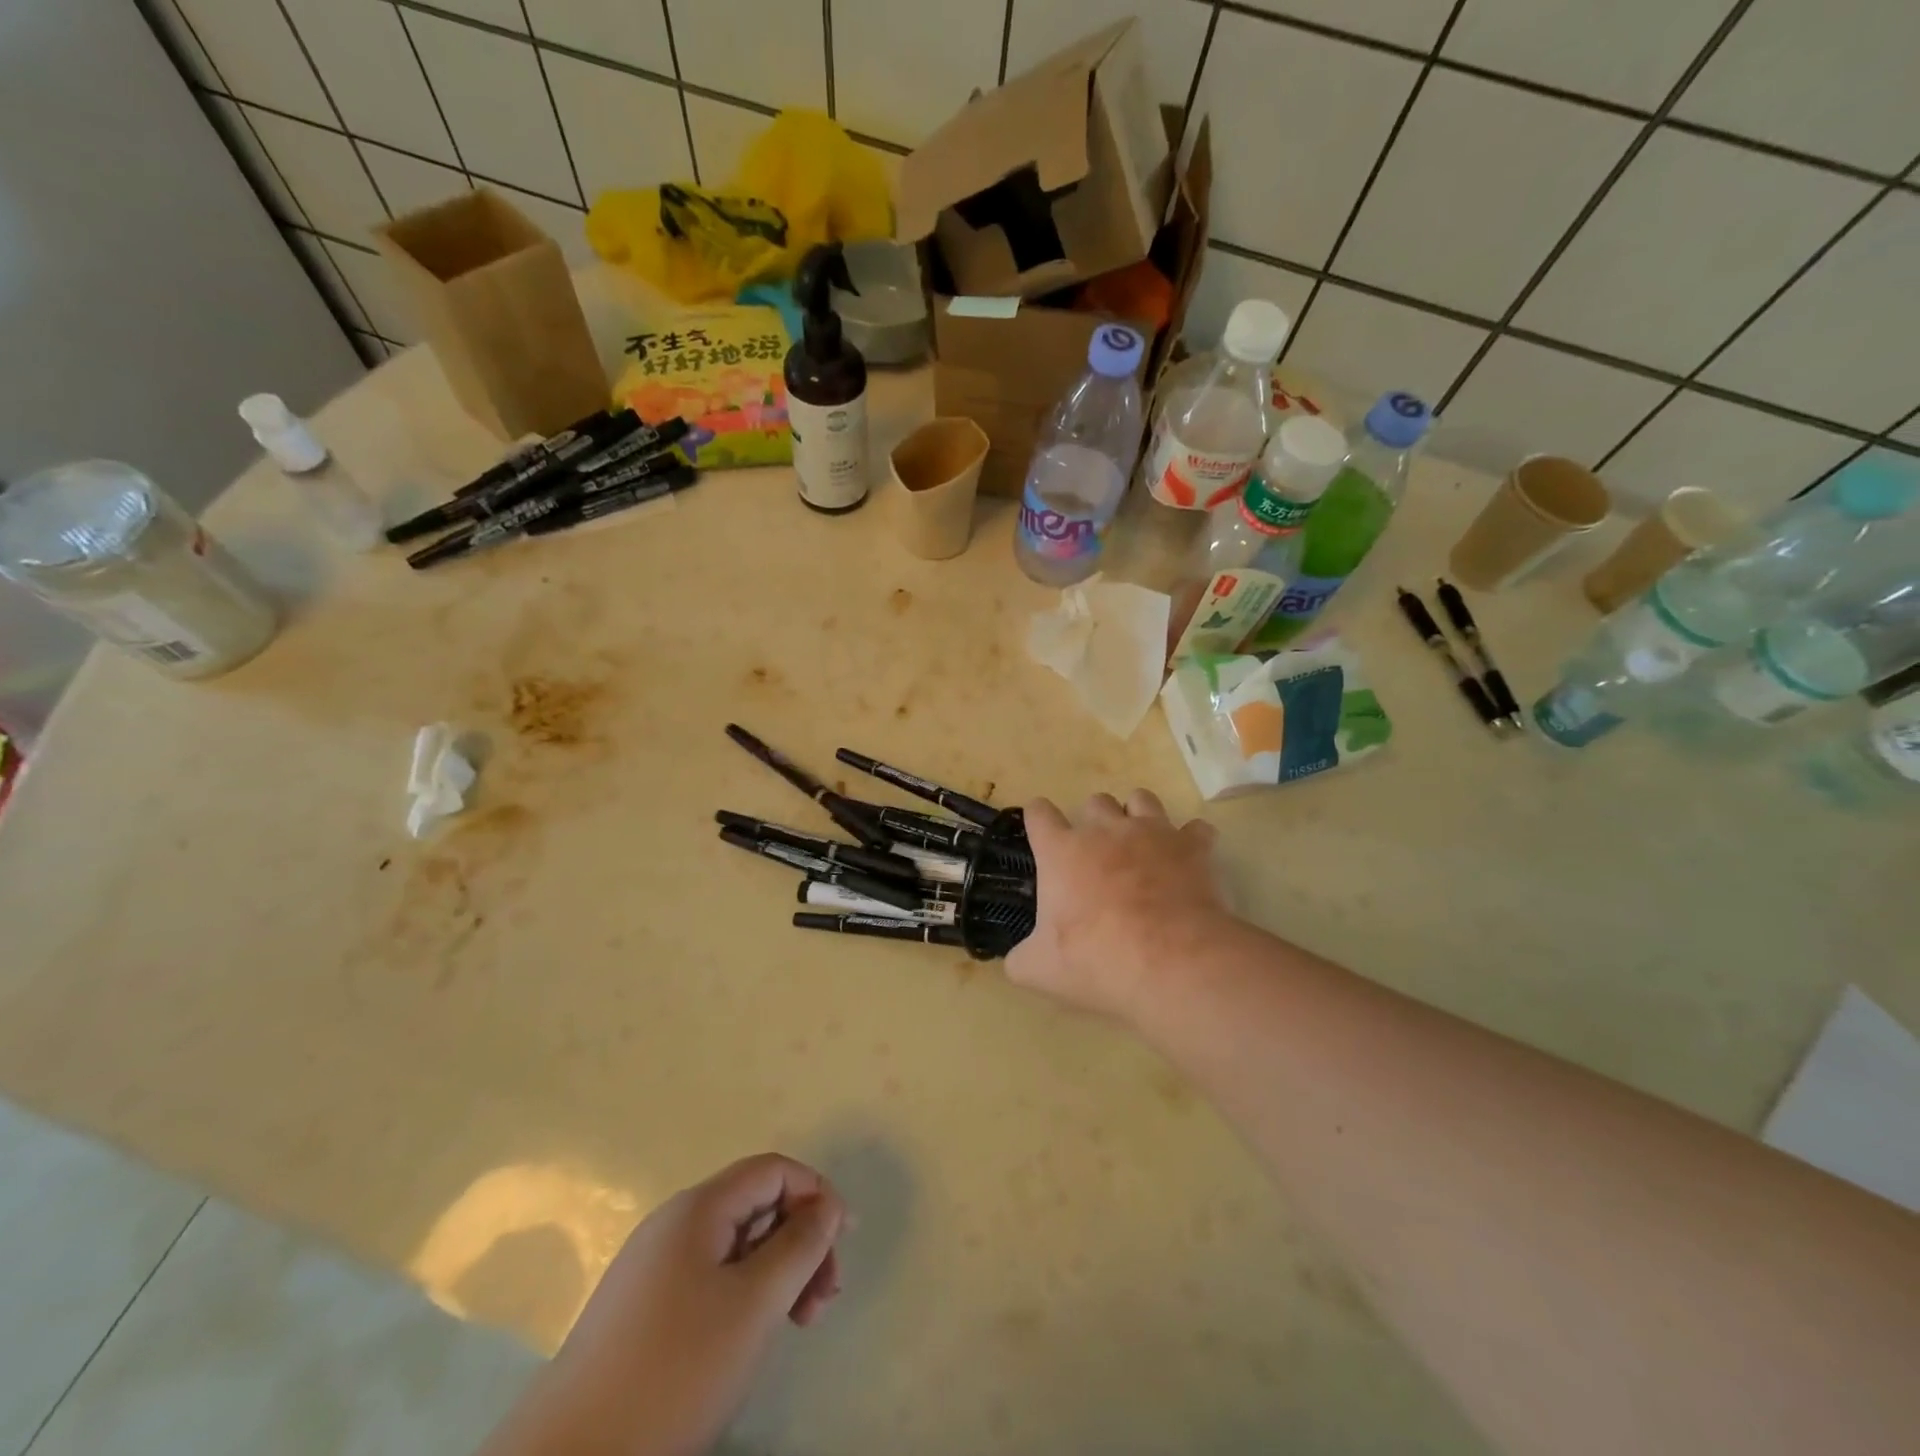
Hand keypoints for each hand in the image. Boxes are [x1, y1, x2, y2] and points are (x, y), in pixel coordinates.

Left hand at [487, 1154, 844, 1455]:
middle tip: (824, 1299)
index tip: (845, 1242)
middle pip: (756, 1206)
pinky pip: (711, 1278)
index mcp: (698, 1208)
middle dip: (800, 1241)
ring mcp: (653, 1267)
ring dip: (778, 1272)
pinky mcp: (642, 1310)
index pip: (772, 1170)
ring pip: (736, 1246)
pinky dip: (746, 1295)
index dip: (816, 1193)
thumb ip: (800, 1245)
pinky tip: (755, 1337)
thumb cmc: (674, 1372)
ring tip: (800, 1323)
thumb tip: (827, 1205)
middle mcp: (674, 1224)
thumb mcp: (754, 1304)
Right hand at [1007, 790, 1228, 1022]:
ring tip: (1141, 846)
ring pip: (1141, 799)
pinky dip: (1191, 841)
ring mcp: (1152, 833)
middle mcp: (1105, 830)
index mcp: (1061, 851)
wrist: (1172, 963)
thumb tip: (1017, 961)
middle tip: (1098, 856)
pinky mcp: (1193, 847)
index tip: (1041, 833)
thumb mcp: (1040, 970)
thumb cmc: (1097, 961)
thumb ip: (1022, 958)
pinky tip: (1188, 860)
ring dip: (1138, 817)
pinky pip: (1196, 829)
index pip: (1039, 813)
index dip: (1038, 819)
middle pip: (1095, 802)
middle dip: (1094, 821)